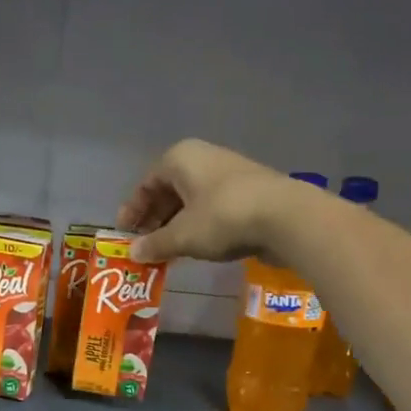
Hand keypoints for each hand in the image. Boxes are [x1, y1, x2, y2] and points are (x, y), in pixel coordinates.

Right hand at [118, 138, 302, 263]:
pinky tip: (196, 246)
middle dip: (154, 218)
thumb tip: (133, 253)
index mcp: (180, 158)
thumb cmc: (222, 218)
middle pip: (169, 189)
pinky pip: (212, 206)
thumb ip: (155, 244)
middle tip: (145, 244)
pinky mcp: (249, 190)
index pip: (146, 184)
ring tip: (168, 250)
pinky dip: (199, 225)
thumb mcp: (182, 236)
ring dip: (176, 224)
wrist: (286, 217)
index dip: (132, 210)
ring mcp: (228, 172)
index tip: (124, 233)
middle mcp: (203, 158)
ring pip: (191, 199)